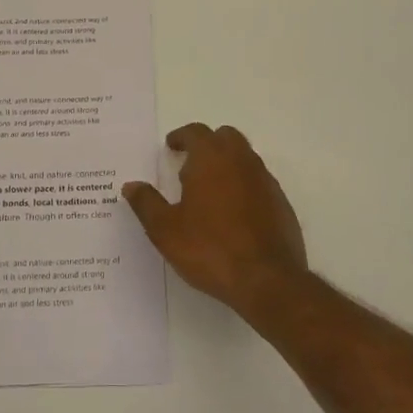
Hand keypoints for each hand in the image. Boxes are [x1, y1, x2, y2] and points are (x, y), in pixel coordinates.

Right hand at [123, 123, 309, 316]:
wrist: (267, 280)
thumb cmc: (210, 249)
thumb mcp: (166, 230)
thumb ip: (147, 203)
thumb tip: (131, 186)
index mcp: (212, 159)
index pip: (196, 132)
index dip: (182, 136)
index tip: (171, 146)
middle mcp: (242, 161)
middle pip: (225, 137)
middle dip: (207, 144)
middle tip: (189, 165)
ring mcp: (265, 181)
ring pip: (244, 158)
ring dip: (226, 164)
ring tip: (208, 191)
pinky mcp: (281, 203)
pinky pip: (258, 182)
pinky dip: (243, 186)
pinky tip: (232, 213)